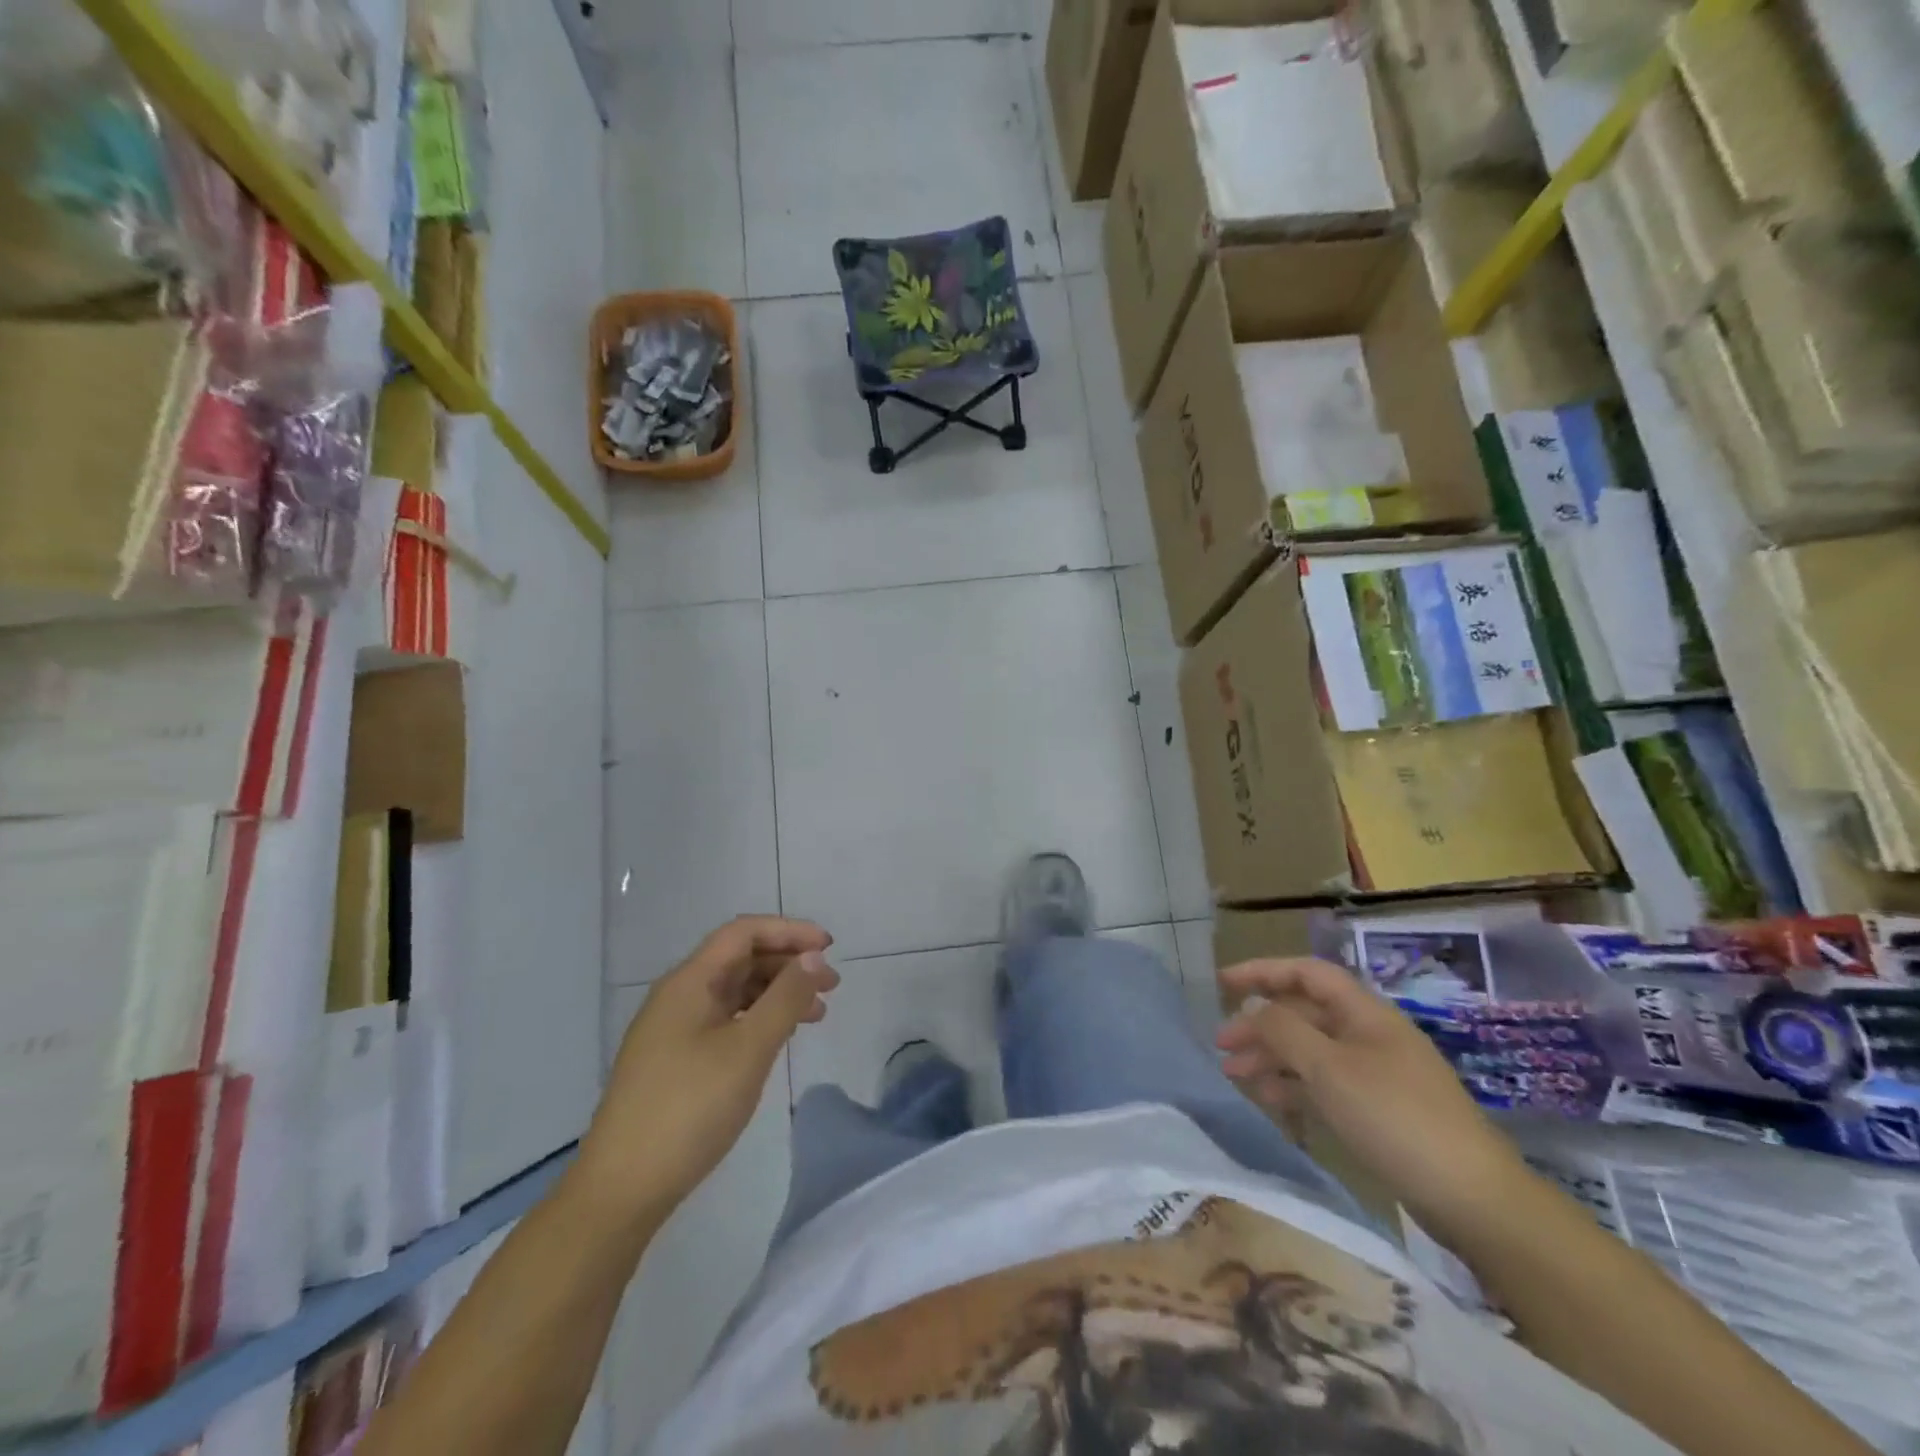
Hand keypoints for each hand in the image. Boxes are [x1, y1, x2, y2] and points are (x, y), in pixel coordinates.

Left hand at [576, 917, 839, 1228]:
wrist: (621, 1189)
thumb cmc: (689, 1109)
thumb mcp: (748, 1049)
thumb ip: (785, 998)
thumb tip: (813, 957)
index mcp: (689, 982)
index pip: (743, 932)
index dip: (789, 931)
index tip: (829, 948)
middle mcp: (678, 996)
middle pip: (740, 959)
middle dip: (788, 964)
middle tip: (832, 986)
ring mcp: (673, 1029)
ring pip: (735, 991)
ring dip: (777, 993)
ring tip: (817, 1015)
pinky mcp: (674, 1060)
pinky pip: (725, 1020)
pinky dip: (758, 1020)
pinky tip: (778, 1039)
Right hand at [1216, 957, 1530, 1237]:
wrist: (1473, 1199)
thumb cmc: (1395, 1118)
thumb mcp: (1329, 1068)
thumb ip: (1283, 1031)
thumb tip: (1253, 1007)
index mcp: (1364, 1013)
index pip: (1306, 974)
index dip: (1263, 971)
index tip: (1222, 983)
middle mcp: (1368, 1036)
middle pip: (1304, 1014)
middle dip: (1260, 1024)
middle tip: (1221, 1045)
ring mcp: (1375, 1074)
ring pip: (1310, 1052)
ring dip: (1271, 1058)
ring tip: (1234, 1075)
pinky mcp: (1378, 1111)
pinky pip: (1324, 1085)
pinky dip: (1294, 1087)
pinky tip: (1269, 1101)